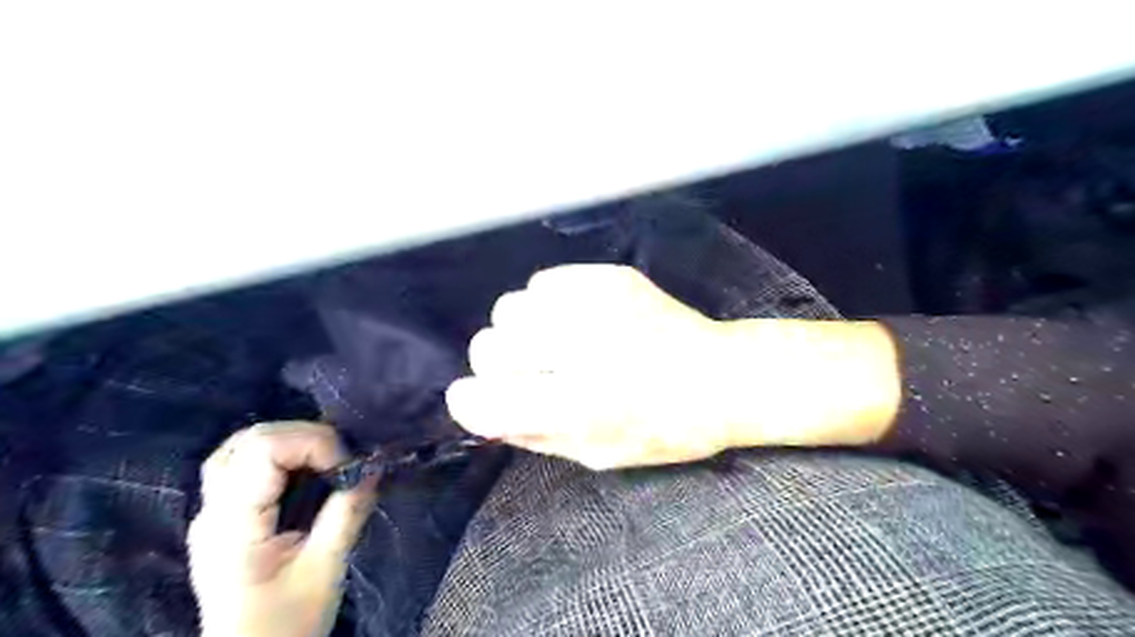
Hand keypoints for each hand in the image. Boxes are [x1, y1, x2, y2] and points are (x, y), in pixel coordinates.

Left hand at [188, 422, 374, 636]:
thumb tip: (374, 466)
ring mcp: (212, 514)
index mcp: (233, 525)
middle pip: (249, 440)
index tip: (347, 465)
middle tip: (341, 459)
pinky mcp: (223, 518)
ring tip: (325, 459)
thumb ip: (347, 513)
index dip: (313, 442)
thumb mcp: (326, 569)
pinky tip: (304, 470)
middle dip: (305, 436)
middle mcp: (213, 511)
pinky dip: (278, 454)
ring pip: (240, 447)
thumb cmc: (287, 623)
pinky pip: (243, 465)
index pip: (263, 449)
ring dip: (289, 441)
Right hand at [447, 266, 899, 469]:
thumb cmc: (665, 429)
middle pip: (487, 346)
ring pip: (508, 308)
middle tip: (527, 373)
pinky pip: (542, 282)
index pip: (480, 400)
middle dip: (496, 366)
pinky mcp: (610, 277)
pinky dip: (545, 303)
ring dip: (518, 331)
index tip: (483, 402)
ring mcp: (595, 306)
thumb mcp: (596, 454)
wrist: (721, 377)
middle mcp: (579, 351)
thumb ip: (532, 433)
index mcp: (577, 407)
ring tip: (550, 342)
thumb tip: (484, 409)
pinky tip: (571, 318)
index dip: (471, 404)